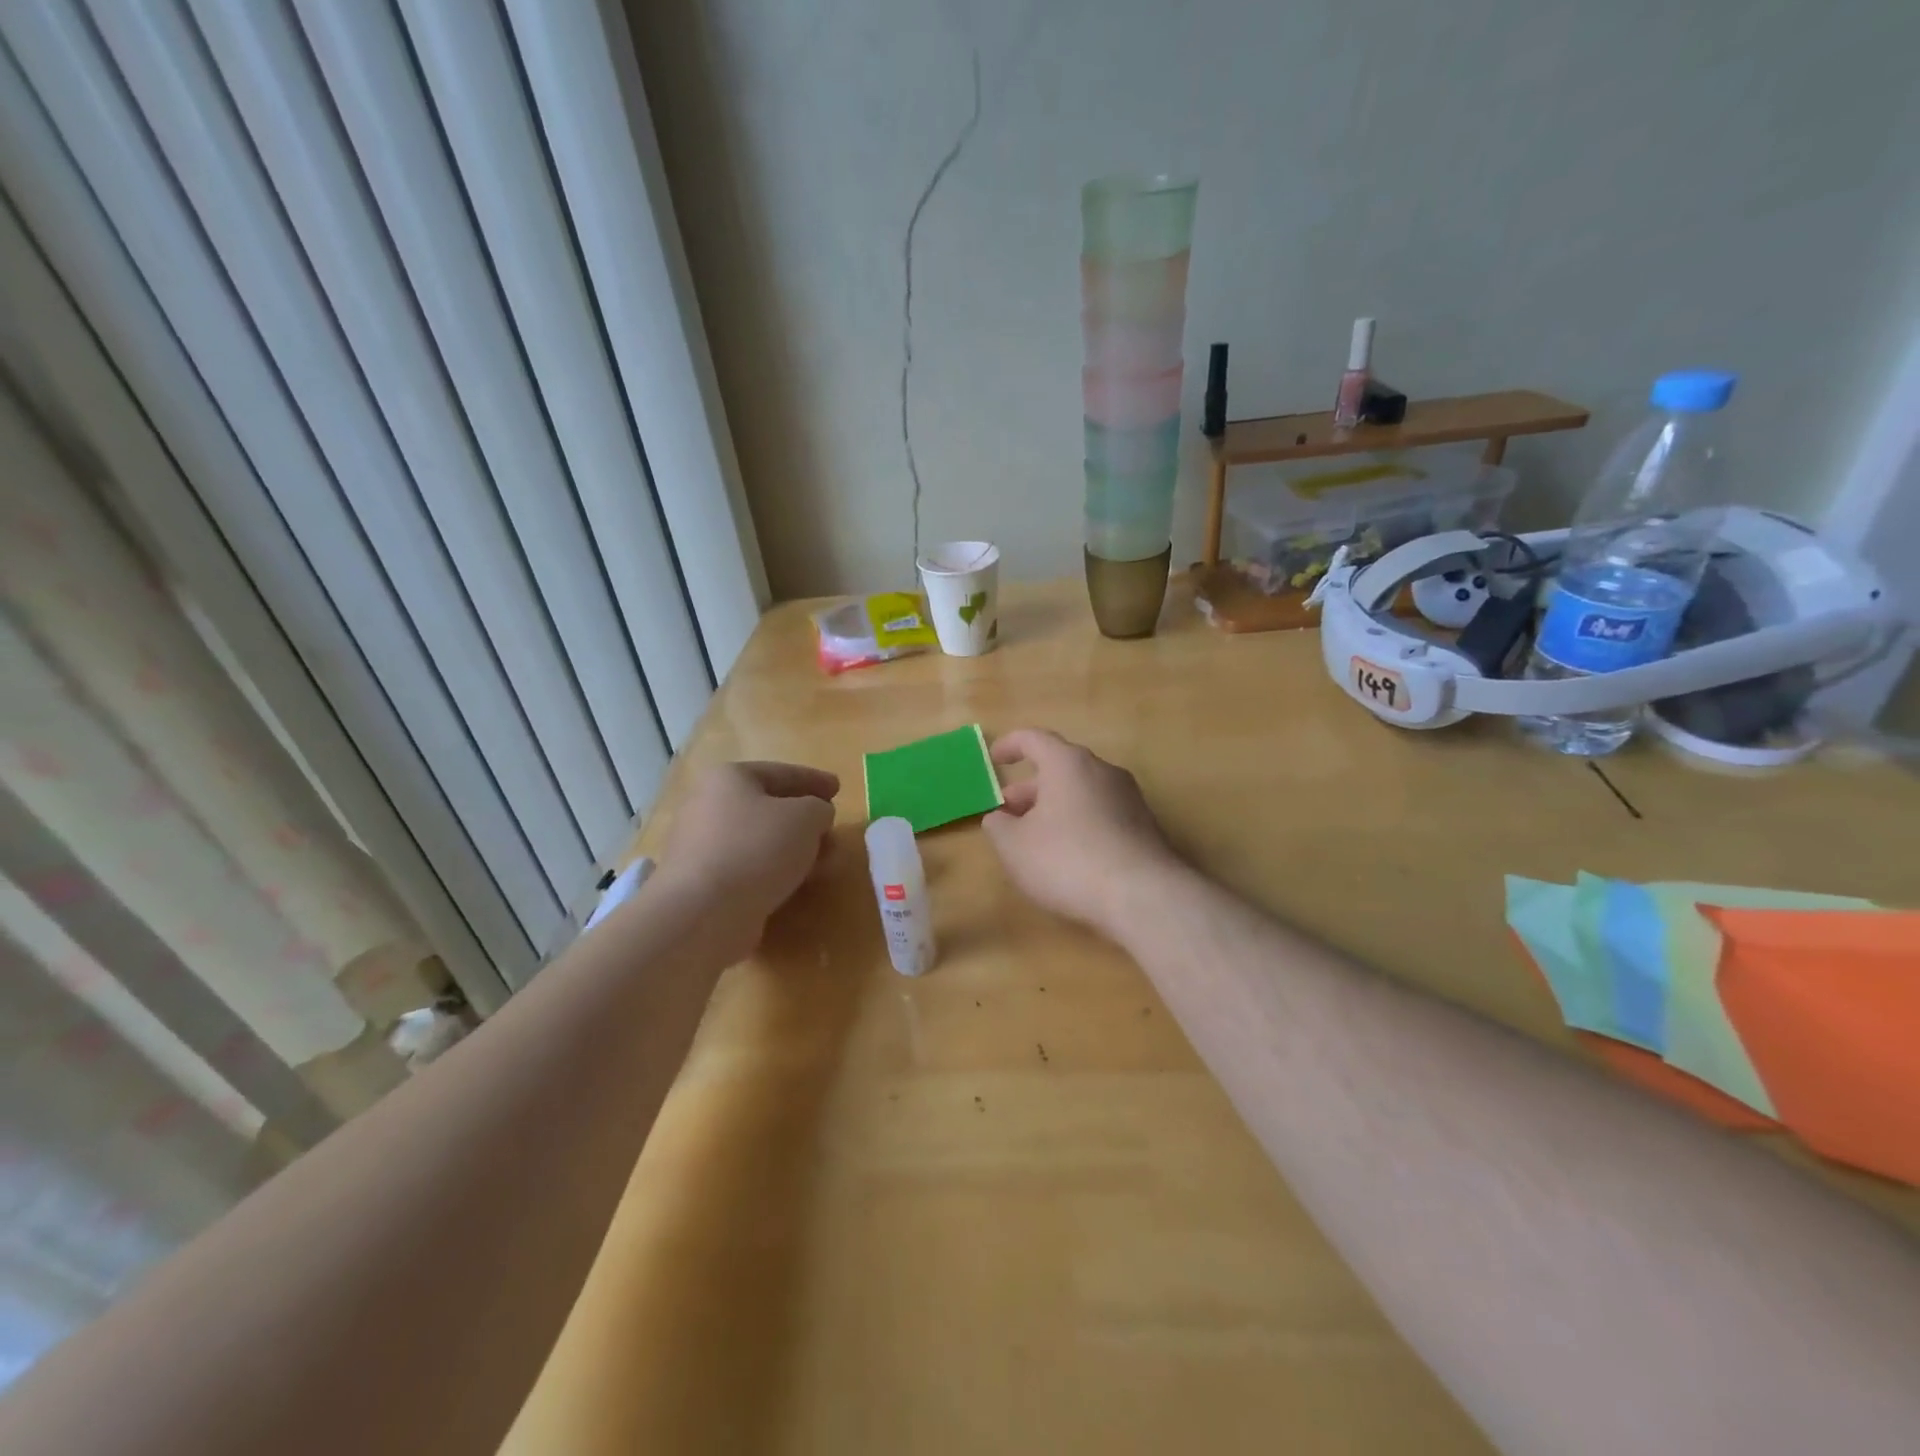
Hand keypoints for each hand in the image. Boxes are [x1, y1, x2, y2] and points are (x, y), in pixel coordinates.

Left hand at [654, 761, 837, 950]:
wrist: (703, 913)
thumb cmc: (757, 848)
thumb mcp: (806, 817)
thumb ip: (819, 809)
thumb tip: (816, 816)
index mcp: (729, 778)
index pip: (780, 772)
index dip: (813, 779)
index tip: (838, 788)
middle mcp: (708, 806)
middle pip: (767, 807)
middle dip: (804, 819)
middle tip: (831, 829)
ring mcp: (702, 846)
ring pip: (759, 840)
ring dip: (792, 849)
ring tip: (822, 863)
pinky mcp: (703, 883)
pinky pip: (748, 868)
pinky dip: (774, 871)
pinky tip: (796, 884)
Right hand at [982, 729, 1180, 935]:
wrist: (1144, 896)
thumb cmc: (1068, 860)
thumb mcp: (1015, 846)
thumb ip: (998, 826)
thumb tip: (1000, 817)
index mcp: (1068, 763)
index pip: (1034, 739)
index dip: (1009, 745)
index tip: (993, 760)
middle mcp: (1102, 771)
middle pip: (1059, 767)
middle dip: (1029, 788)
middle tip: (1007, 812)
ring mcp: (1128, 798)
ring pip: (1081, 792)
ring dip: (1053, 807)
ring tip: (1034, 838)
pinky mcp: (1144, 826)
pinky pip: (1101, 813)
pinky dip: (1078, 823)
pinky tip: (1068, 856)